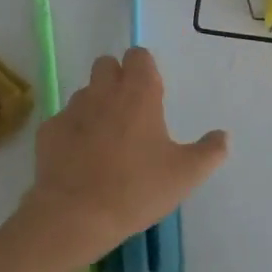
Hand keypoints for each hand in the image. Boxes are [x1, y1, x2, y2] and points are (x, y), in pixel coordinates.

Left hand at [17, 46, 228, 262]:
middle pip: (107, 65)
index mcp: (139, 93)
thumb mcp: (185, 175)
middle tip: (130, 112)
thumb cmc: (137, 189)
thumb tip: (223, 136)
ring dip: (96, 105)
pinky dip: (73, 132)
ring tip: (105, 140)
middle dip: (117, 78)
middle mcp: (103, 91)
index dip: (145, 69)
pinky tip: (80, 160)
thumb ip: (210, 151)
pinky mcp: (48, 131)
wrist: (75, 216)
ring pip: (85, 92)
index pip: (139, 56)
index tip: (153, 93)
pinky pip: (64, 121)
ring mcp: (72, 109)